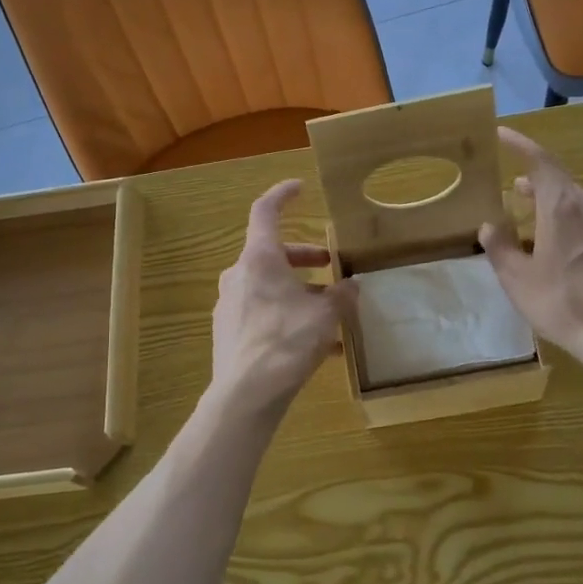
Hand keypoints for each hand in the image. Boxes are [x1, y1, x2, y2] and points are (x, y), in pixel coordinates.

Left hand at [209, 181, 356, 415]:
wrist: (246, 395)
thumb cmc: (287, 342)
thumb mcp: (325, 316)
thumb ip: (342, 297)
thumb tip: (353, 287)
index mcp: (259, 259)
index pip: (265, 211)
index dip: (283, 195)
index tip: (300, 188)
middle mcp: (239, 275)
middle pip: (273, 254)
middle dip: (305, 258)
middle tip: (331, 265)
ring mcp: (230, 304)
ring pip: (270, 287)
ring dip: (300, 293)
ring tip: (332, 315)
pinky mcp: (229, 331)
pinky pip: (264, 314)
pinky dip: (289, 318)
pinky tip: (318, 346)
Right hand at [479, 126, 582, 379]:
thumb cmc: (565, 304)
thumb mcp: (519, 280)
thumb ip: (501, 249)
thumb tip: (490, 225)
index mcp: (562, 208)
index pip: (541, 161)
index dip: (521, 145)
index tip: (503, 134)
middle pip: (561, 184)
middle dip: (536, 184)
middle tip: (514, 192)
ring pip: (579, 207)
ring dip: (554, 209)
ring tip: (535, 227)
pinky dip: (573, 228)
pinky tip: (566, 255)